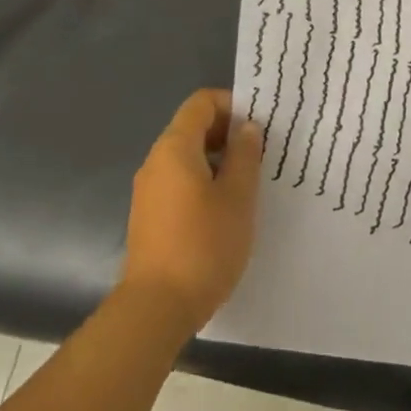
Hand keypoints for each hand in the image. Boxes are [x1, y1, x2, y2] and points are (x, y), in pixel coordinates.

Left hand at [120, 89, 263, 337]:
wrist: (156, 308)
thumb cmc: (204, 245)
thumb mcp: (237, 196)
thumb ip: (244, 155)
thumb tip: (246, 128)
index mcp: (175, 148)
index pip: (201, 103)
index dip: (232, 104)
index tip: (260, 124)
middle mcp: (156, 162)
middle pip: (192, 128)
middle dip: (228, 133)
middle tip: (262, 153)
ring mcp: (149, 190)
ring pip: (187, 157)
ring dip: (218, 160)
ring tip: (249, 182)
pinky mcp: (149, 216)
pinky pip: (179, 182)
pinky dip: (204, 181)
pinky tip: (227, 209)